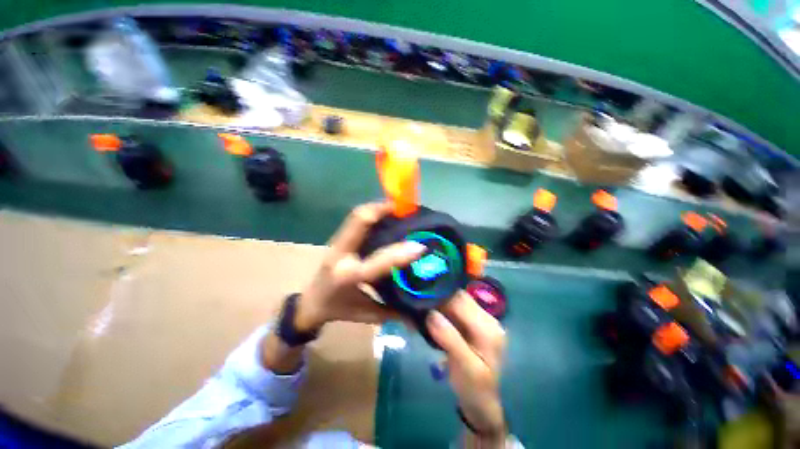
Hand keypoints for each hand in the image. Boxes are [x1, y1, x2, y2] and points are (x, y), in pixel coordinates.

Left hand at [294, 202, 427, 331]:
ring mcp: (336, 244)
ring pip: (357, 216)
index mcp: (348, 277)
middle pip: (359, 221)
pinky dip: (373, 214)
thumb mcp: (366, 314)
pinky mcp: (337, 239)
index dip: (400, 254)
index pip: (378, 262)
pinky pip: (356, 220)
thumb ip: (393, 313)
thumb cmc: (338, 310)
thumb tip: (421, 314)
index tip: (420, 247)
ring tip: (401, 208)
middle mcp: (341, 256)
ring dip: (379, 209)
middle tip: (407, 209)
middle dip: (383, 210)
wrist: (310, 303)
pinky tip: (388, 215)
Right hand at [427, 291, 507, 446]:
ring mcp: (480, 327)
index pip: (463, 302)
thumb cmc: (474, 387)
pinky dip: (441, 317)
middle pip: (460, 301)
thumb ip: (450, 339)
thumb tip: (431, 314)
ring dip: (438, 307)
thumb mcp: (464, 366)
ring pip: (457, 308)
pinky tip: (425, 320)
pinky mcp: (472, 334)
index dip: (440, 295)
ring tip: (414, 307)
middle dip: (437, 299)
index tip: (415, 291)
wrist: (480, 404)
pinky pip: (455, 318)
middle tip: (411, 299)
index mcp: (489, 329)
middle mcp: (488, 322)